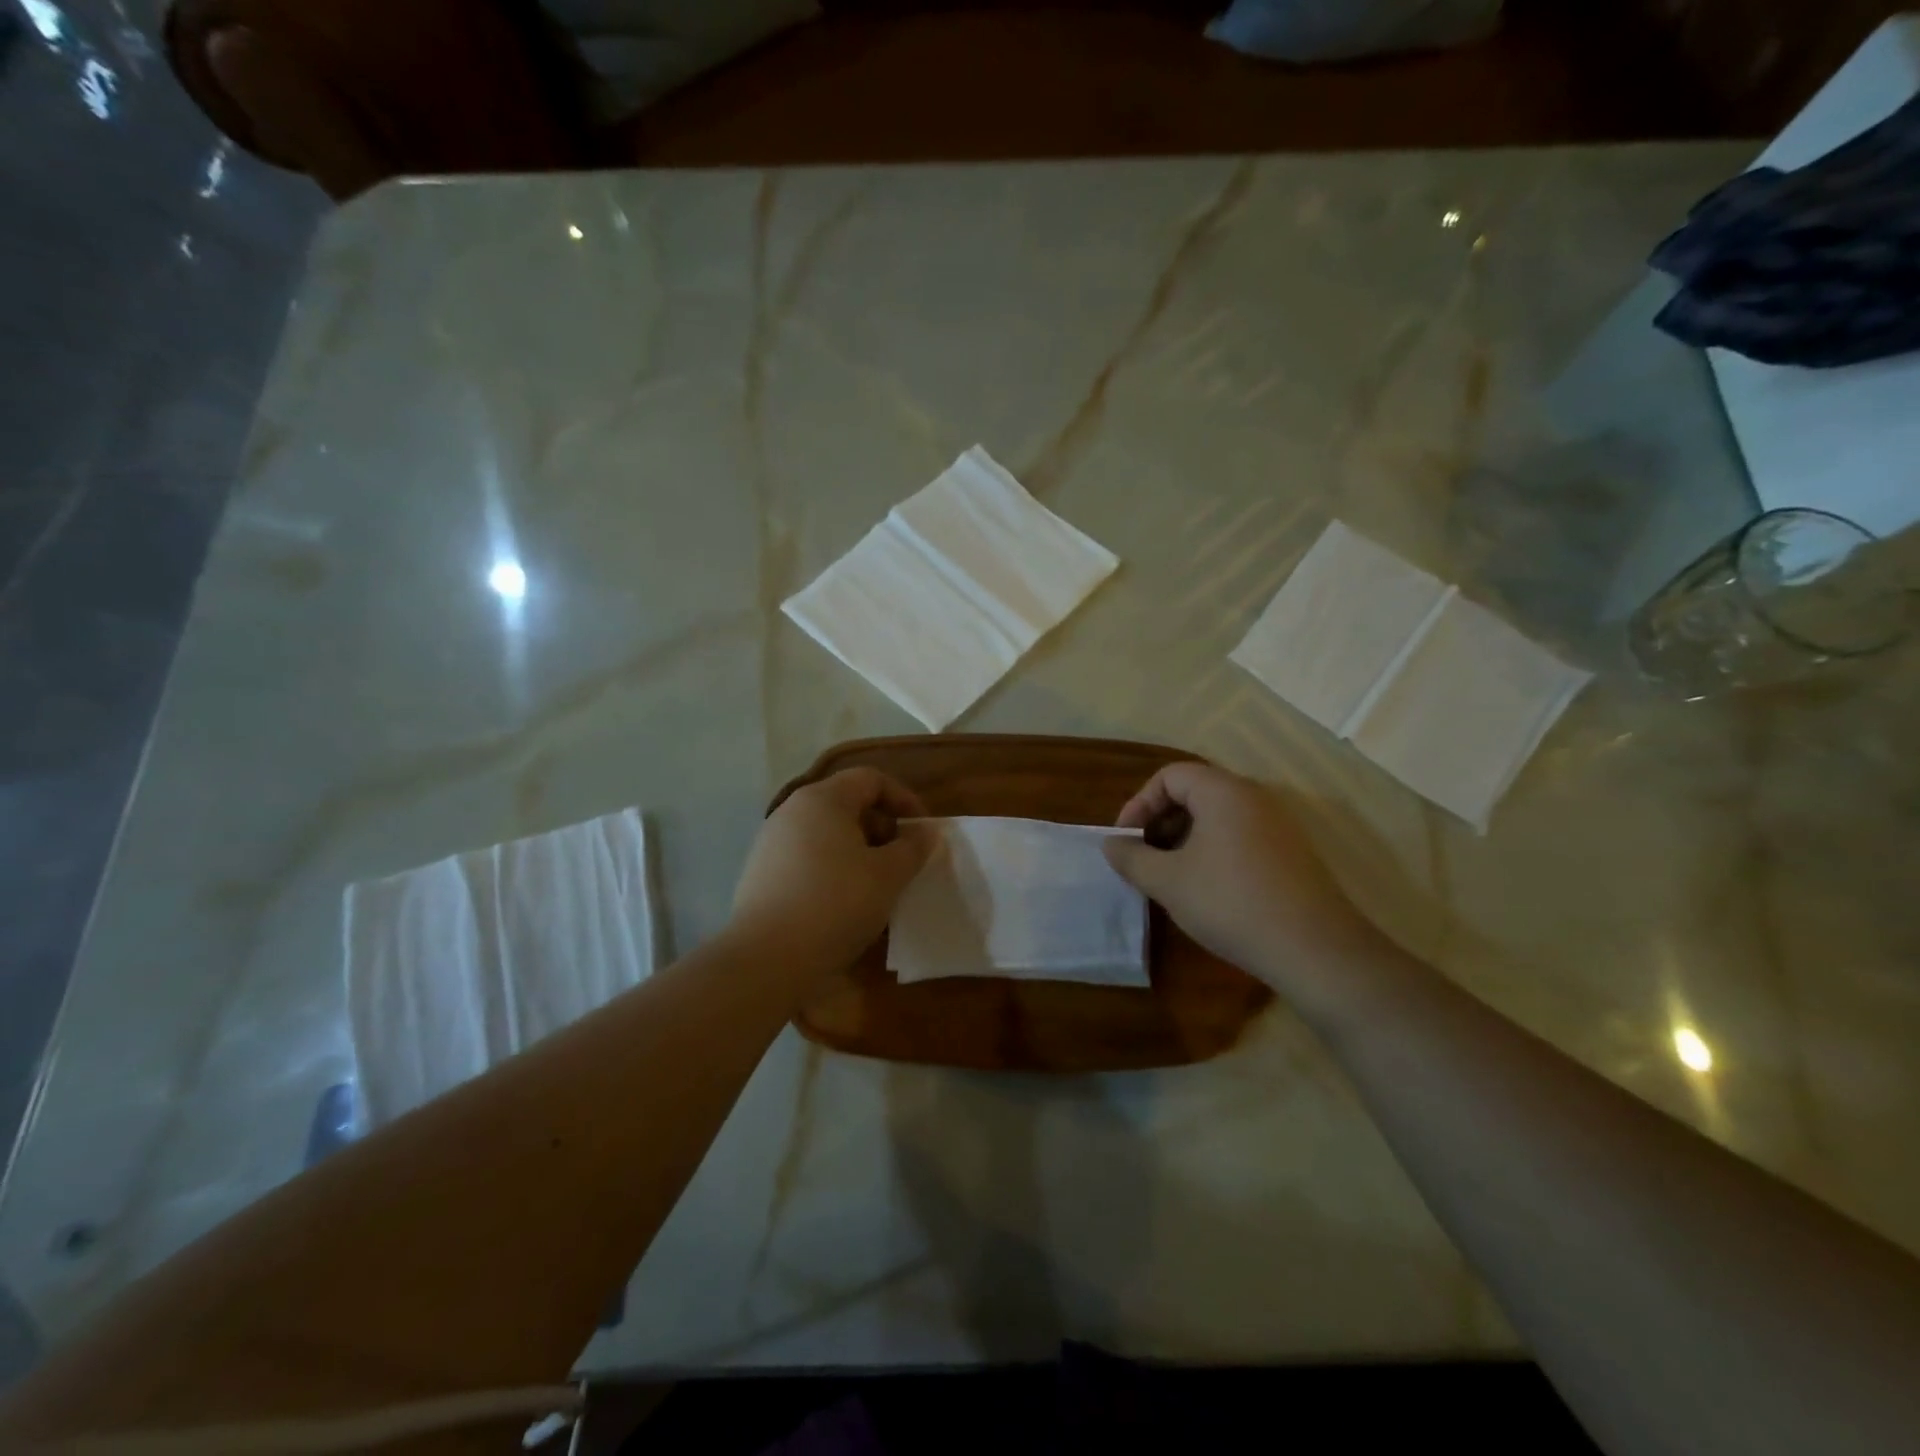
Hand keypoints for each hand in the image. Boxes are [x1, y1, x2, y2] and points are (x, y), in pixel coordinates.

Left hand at [732, 768, 935, 973]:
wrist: (767, 960)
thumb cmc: (836, 904)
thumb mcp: (888, 875)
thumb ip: (912, 848)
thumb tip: (923, 833)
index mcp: (822, 800)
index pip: (870, 779)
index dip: (903, 799)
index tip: (922, 831)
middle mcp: (792, 812)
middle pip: (847, 804)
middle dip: (882, 827)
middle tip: (903, 860)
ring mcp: (771, 844)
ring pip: (827, 834)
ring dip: (859, 851)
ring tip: (878, 885)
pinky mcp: (761, 875)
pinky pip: (808, 859)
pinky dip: (833, 870)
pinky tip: (844, 904)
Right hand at [1104, 762, 1384, 989]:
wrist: (1314, 949)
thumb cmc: (1230, 903)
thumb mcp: (1168, 881)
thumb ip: (1132, 857)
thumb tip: (1111, 844)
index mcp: (1223, 792)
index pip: (1170, 775)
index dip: (1139, 803)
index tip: (1125, 840)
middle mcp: (1254, 797)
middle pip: (1195, 792)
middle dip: (1160, 822)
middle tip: (1143, 858)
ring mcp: (1277, 825)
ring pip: (1217, 817)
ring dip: (1184, 839)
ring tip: (1170, 876)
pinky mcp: (1290, 853)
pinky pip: (1240, 836)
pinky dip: (1212, 851)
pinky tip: (1205, 889)